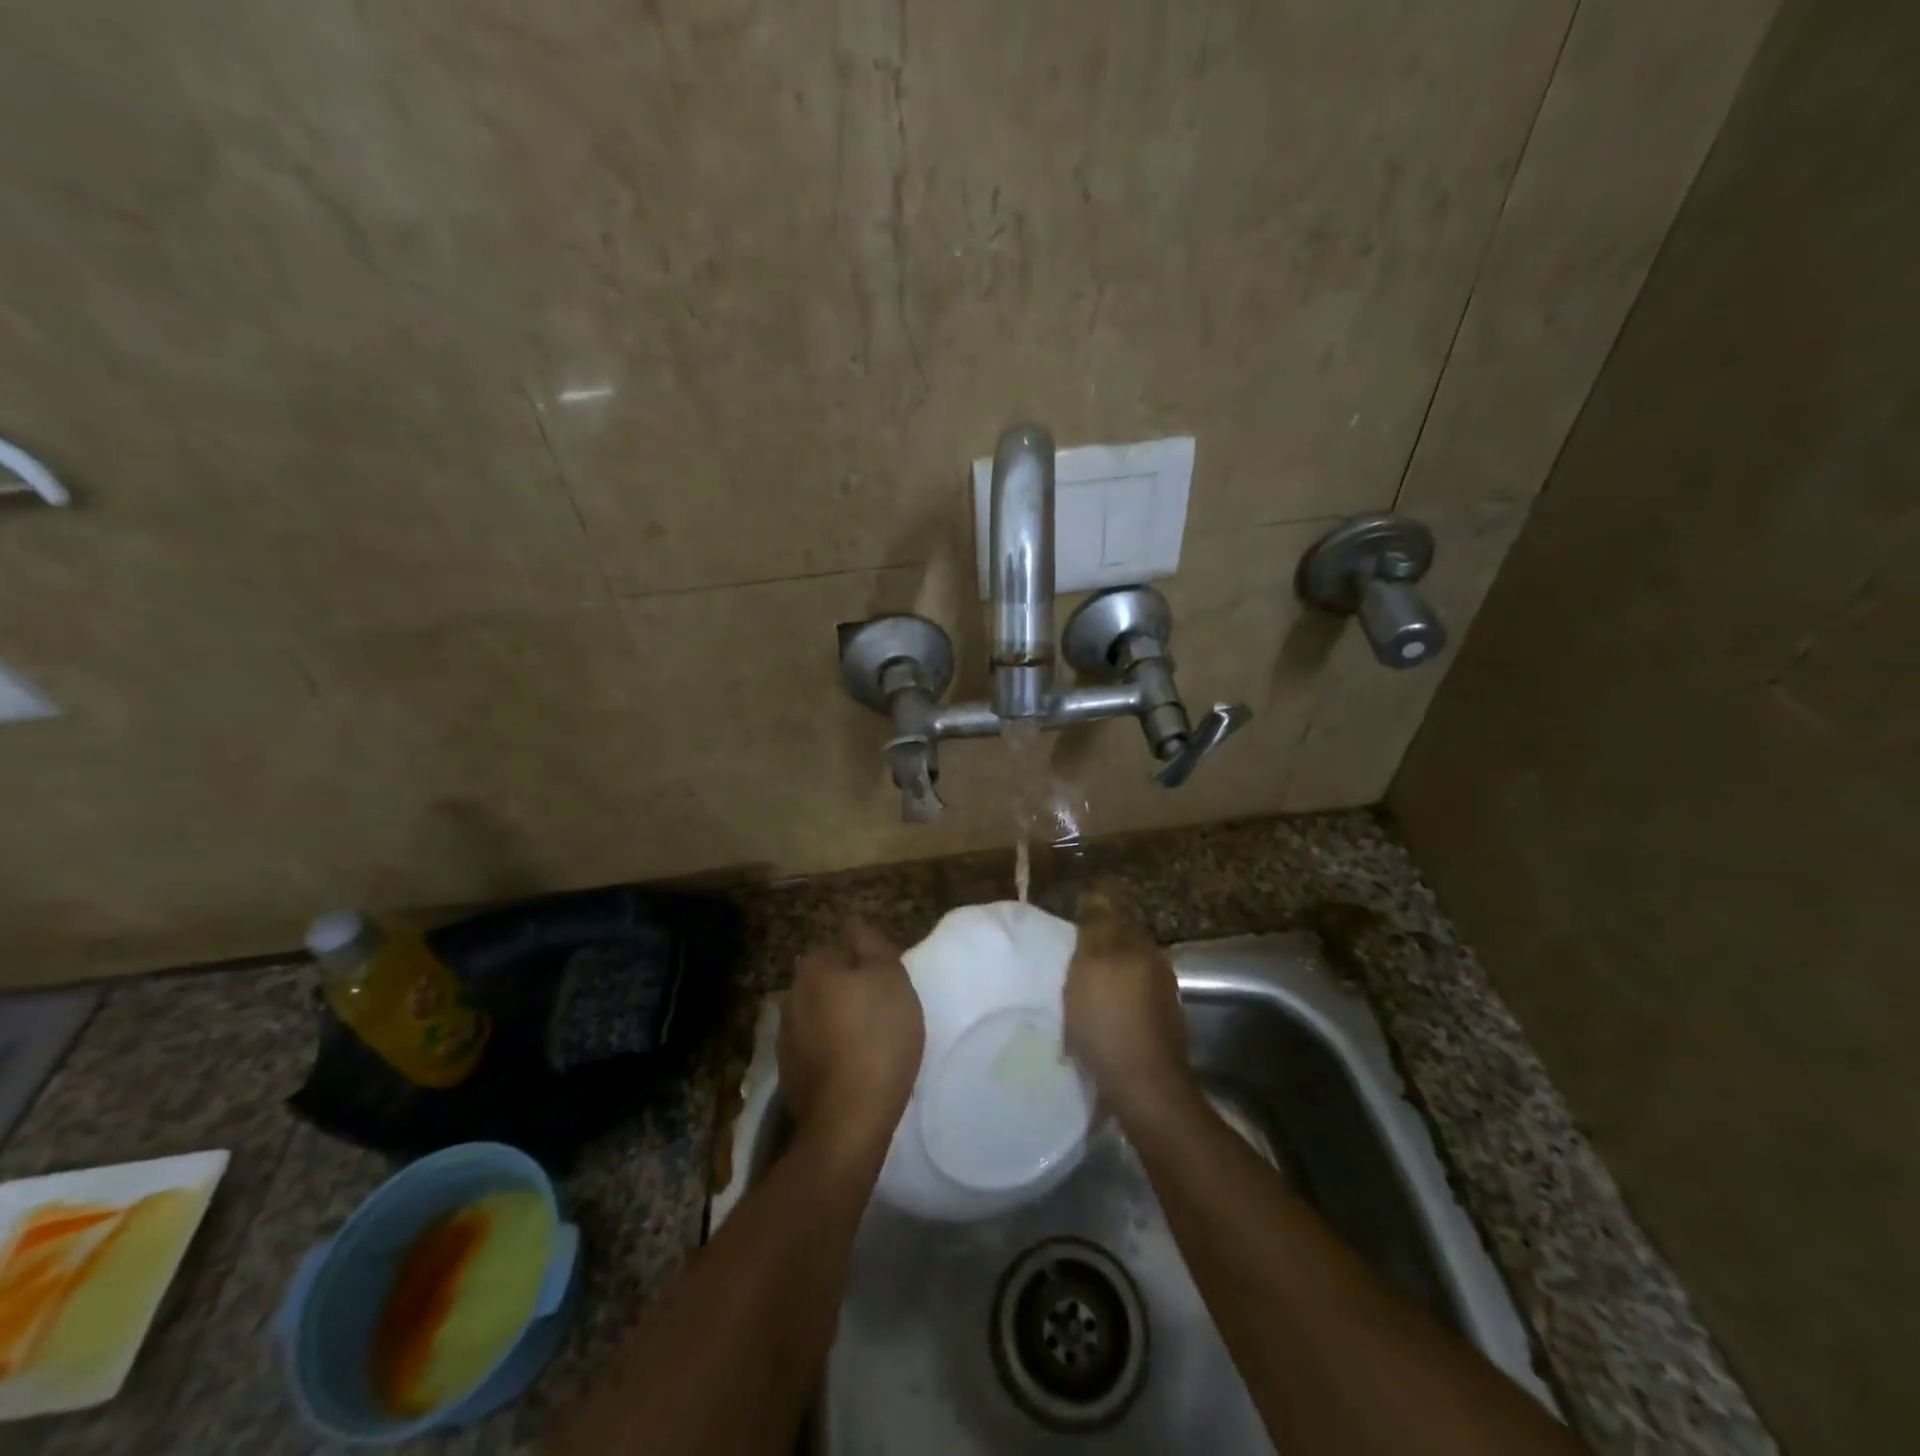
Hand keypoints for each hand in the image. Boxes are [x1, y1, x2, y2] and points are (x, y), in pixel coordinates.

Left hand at [779, 920, 924, 1155]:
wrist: (849, 1117)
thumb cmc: (878, 1036)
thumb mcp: (890, 977)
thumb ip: (871, 944)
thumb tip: (853, 923)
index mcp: (814, 968)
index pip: (839, 947)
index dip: (865, 962)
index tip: (887, 982)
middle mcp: (791, 996)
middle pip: (825, 981)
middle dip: (847, 990)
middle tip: (881, 1010)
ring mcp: (785, 1038)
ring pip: (817, 1015)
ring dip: (836, 1021)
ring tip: (867, 1041)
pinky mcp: (788, 1073)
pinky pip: (814, 1048)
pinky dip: (829, 1051)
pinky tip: (850, 1066)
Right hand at [1064, 890, 1191, 1117]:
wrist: (1142, 1087)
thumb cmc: (1108, 1020)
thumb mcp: (1092, 965)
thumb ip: (1097, 927)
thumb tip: (1098, 893)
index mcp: (1141, 948)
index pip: (1115, 919)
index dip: (1090, 922)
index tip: (1065, 934)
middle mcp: (1157, 969)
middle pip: (1122, 950)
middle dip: (1098, 953)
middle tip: (1066, 964)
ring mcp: (1162, 1002)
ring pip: (1126, 979)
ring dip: (1104, 983)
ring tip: (1075, 996)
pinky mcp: (1159, 1032)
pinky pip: (1130, 1007)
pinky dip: (1112, 1009)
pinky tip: (1094, 1023)